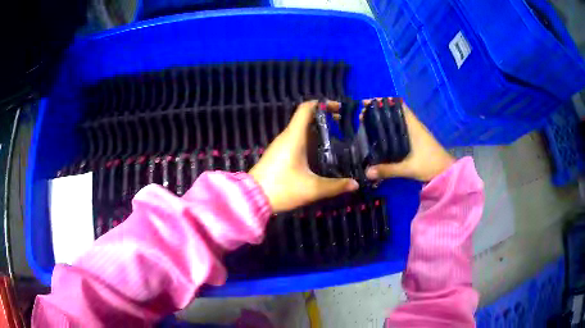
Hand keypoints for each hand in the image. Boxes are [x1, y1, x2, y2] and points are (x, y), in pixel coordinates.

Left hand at [249, 100, 358, 212]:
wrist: (252, 198)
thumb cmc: (282, 188)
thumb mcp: (312, 189)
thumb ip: (336, 186)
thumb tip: (356, 184)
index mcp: (294, 136)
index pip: (306, 108)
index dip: (322, 104)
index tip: (339, 109)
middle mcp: (286, 136)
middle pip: (306, 118)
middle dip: (324, 119)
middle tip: (343, 126)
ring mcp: (280, 145)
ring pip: (300, 129)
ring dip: (317, 130)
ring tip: (336, 138)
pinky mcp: (278, 154)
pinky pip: (296, 140)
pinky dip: (309, 140)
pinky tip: (320, 153)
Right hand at [364, 98, 454, 181]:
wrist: (446, 172)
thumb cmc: (430, 165)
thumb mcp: (408, 168)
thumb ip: (388, 170)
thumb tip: (367, 173)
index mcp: (413, 126)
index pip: (397, 105)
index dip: (382, 101)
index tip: (367, 103)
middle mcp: (413, 126)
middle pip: (394, 111)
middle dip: (378, 111)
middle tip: (362, 116)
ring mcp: (415, 132)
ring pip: (396, 120)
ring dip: (383, 120)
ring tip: (367, 123)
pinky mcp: (415, 140)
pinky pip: (399, 129)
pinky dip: (388, 128)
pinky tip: (380, 136)